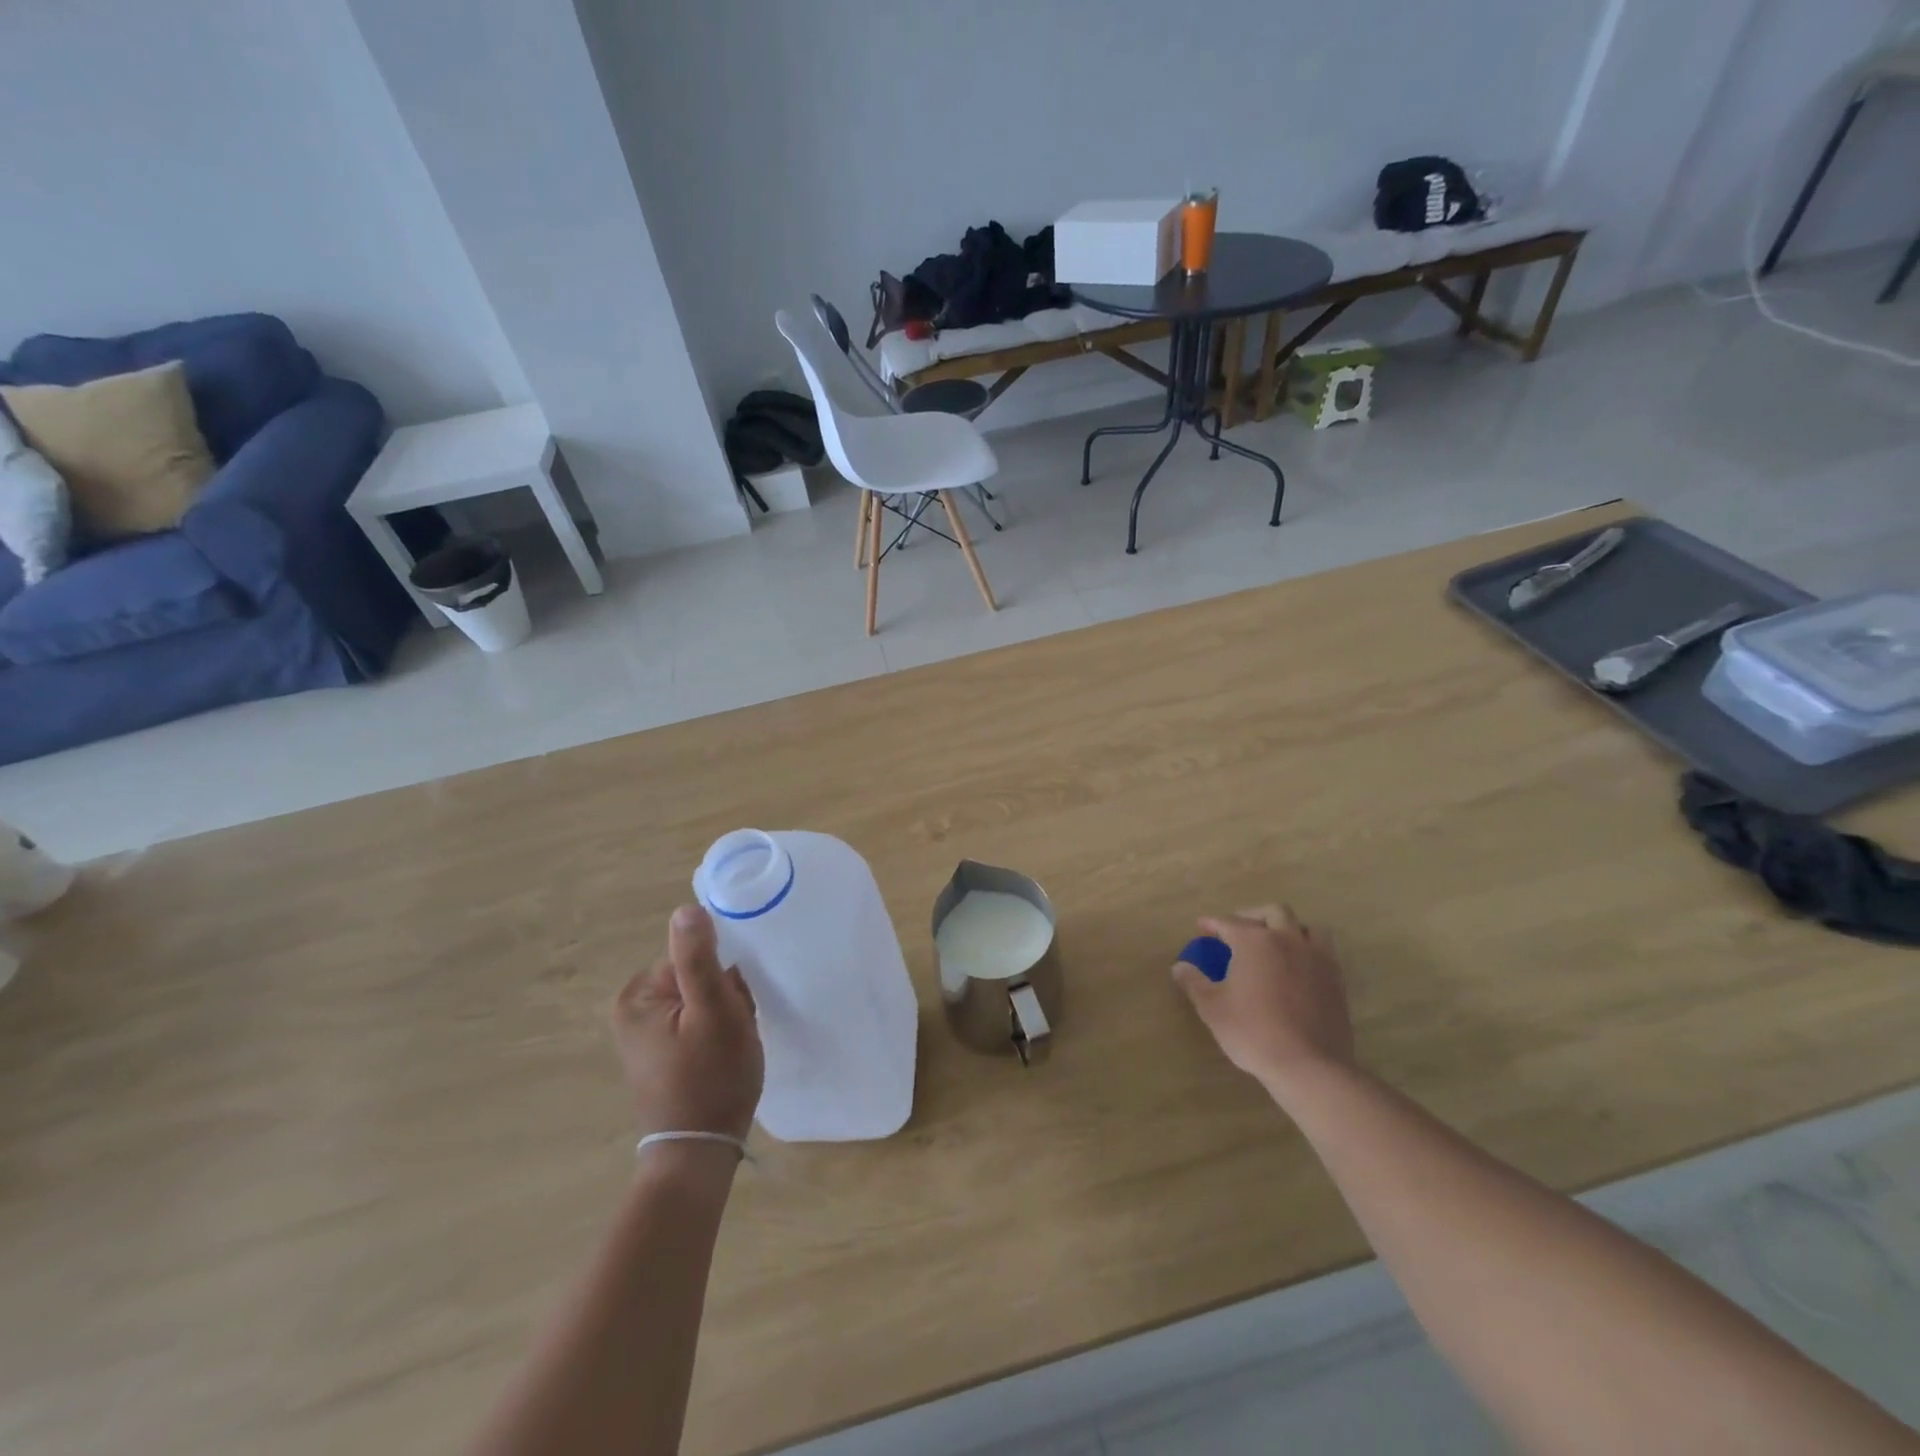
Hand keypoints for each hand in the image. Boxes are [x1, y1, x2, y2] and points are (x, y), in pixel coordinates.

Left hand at [611, 905, 763, 1142]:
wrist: (700, 1153)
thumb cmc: (711, 1078)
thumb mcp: (714, 1011)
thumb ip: (699, 958)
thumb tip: (686, 909)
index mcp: (637, 995)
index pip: (694, 957)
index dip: (724, 979)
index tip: (735, 1008)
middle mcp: (632, 1010)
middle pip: (697, 976)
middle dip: (725, 997)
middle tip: (735, 1030)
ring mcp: (644, 1034)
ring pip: (702, 999)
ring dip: (725, 1015)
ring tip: (731, 1046)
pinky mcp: (659, 1054)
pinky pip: (697, 1022)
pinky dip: (716, 1033)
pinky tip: (724, 1055)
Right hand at [1173, 905, 1355, 1104]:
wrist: (1308, 1065)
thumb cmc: (1253, 1032)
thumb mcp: (1212, 1008)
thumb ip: (1194, 982)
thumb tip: (1180, 966)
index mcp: (1254, 941)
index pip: (1228, 922)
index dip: (1212, 923)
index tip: (1202, 926)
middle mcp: (1287, 940)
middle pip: (1273, 912)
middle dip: (1253, 916)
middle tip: (1239, 931)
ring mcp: (1316, 958)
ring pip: (1306, 926)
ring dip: (1289, 928)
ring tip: (1276, 943)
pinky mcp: (1336, 979)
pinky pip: (1323, 951)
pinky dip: (1308, 950)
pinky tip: (1298, 967)